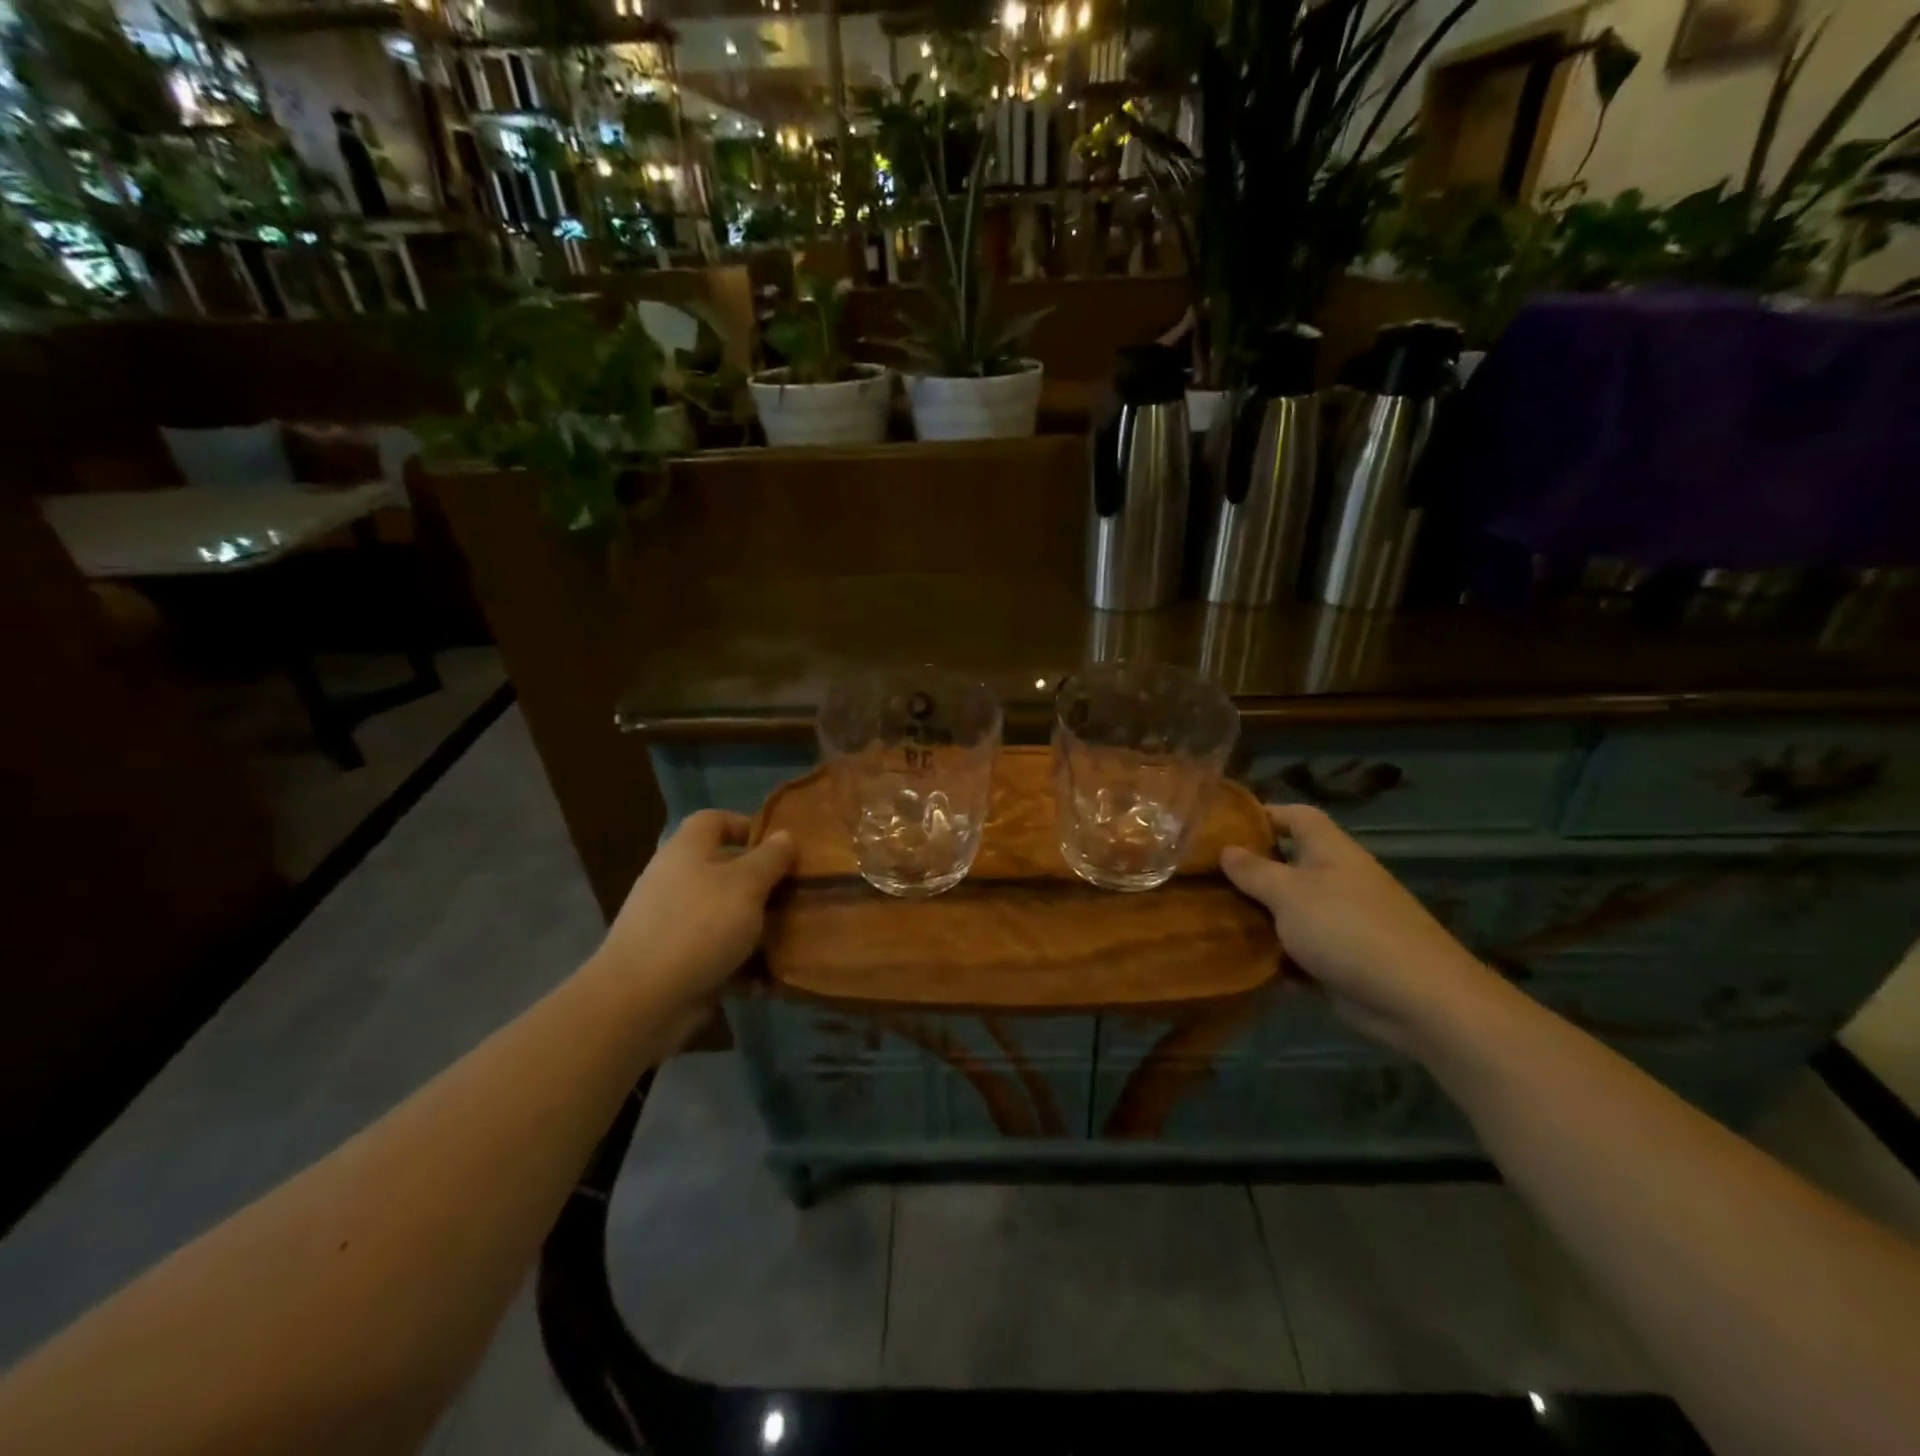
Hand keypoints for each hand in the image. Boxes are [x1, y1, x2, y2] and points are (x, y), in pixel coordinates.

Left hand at [594, 810, 795, 1017]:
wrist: (641, 1001)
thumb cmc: (699, 926)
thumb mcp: (746, 884)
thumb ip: (770, 858)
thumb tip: (785, 836)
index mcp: (687, 850)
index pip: (715, 820)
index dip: (748, 826)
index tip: (782, 849)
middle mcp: (677, 880)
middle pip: (726, 870)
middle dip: (763, 884)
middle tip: (798, 896)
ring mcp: (674, 923)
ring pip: (726, 915)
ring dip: (758, 928)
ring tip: (793, 939)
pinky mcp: (677, 962)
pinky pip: (718, 953)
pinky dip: (741, 964)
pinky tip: (767, 979)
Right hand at [1220, 804, 1502, 1052]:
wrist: (1418, 999)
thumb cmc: (1348, 929)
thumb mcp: (1289, 893)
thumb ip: (1254, 871)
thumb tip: (1226, 850)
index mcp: (1331, 851)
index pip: (1296, 816)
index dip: (1263, 814)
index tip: (1221, 826)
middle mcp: (1336, 880)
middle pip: (1287, 864)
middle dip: (1248, 871)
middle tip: (1202, 877)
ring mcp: (1340, 922)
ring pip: (1287, 911)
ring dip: (1256, 916)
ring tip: (1209, 917)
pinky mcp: (1340, 960)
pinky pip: (1297, 950)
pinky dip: (1272, 955)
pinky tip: (1236, 960)